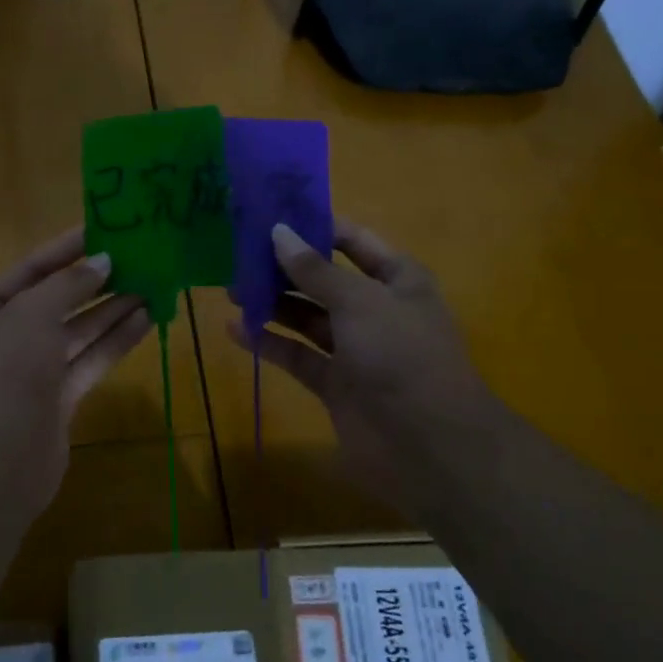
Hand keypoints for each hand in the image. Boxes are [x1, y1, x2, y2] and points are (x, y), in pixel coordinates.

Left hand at [0, 227, 151, 510]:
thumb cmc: (5, 371)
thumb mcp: (31, 314)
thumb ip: (68, 284)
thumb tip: (102, 261)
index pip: (28, 271)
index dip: (65, 250)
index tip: (101, 230)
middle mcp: (3, 340)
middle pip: (55, 302)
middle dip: (94, 282)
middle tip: (136, 258)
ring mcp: (30, 373)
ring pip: (76, 332)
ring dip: (111, 309)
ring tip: (151, 284)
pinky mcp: (56, 400)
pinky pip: (88, 361)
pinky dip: (114, 341)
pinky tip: (145, 318)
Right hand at [227, 221, 501, 506]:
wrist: (431, 446)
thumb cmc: (401, 355)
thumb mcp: (359, 302)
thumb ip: (314, 270)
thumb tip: (278, 231)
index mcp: (397, 280)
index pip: (352, 241)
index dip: (315, 227)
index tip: (270, 215)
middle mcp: (376, 309)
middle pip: (323, 279)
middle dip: (284, 267)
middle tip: (238, 255)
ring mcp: (355, 349)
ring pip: (307, 317)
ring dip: (273, 303)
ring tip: (231, 289)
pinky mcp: (335, 384)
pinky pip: (298, 355)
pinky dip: (269, 342)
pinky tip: (235, 330)